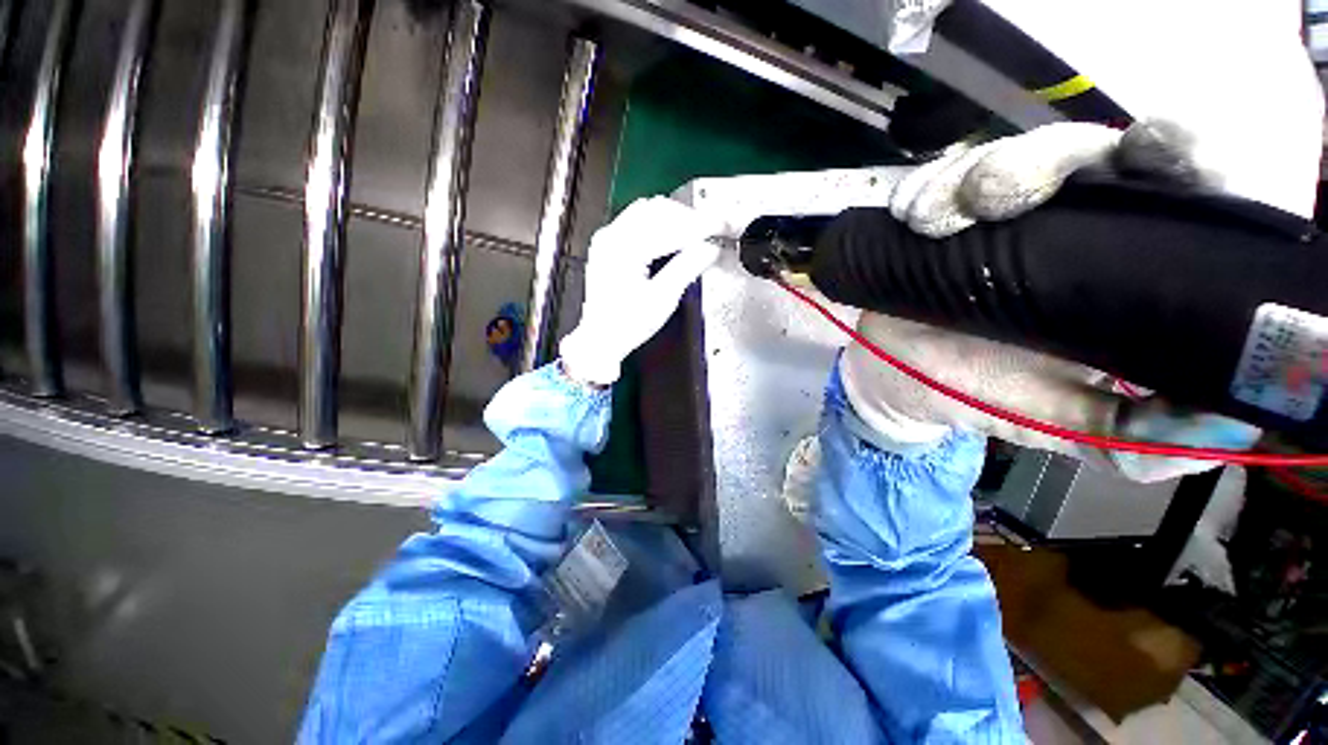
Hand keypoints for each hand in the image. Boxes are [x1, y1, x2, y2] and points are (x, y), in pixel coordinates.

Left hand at [560, 198, 727, 385]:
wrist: (601, 338)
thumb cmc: (626, 325)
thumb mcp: (662, 299)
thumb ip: (687, 268)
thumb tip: (710, 248)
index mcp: (624, 249)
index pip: (671, 226)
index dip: (702, 225)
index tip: (723, 227)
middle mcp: (612, 236)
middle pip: (660, 210)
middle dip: (691, 220)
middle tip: (714, 231)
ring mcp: (608, 238)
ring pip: (649, 211)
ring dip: (677, 219)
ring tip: (698, 235)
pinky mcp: (609, 244)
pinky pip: (638, 221)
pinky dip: (661, 224)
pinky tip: (675, 237)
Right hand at [845, 121, 1259, 481]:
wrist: (899, 379)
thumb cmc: (980, 394)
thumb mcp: (1058, 423)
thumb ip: (1130, 433)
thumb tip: (1227, 433)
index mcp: (1116, 268)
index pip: (1174, 192)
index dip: (1181, 156)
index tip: (1155, 150)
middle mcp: (1064, 224)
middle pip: (1080, 152)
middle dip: (1045, 160)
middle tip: (995, 199)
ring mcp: (993, 217)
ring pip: (1001, 156)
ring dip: (968, 179)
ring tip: (931, 224)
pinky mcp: (937, 217)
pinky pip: (933, 180)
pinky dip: (922, 189)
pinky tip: (910, 218)